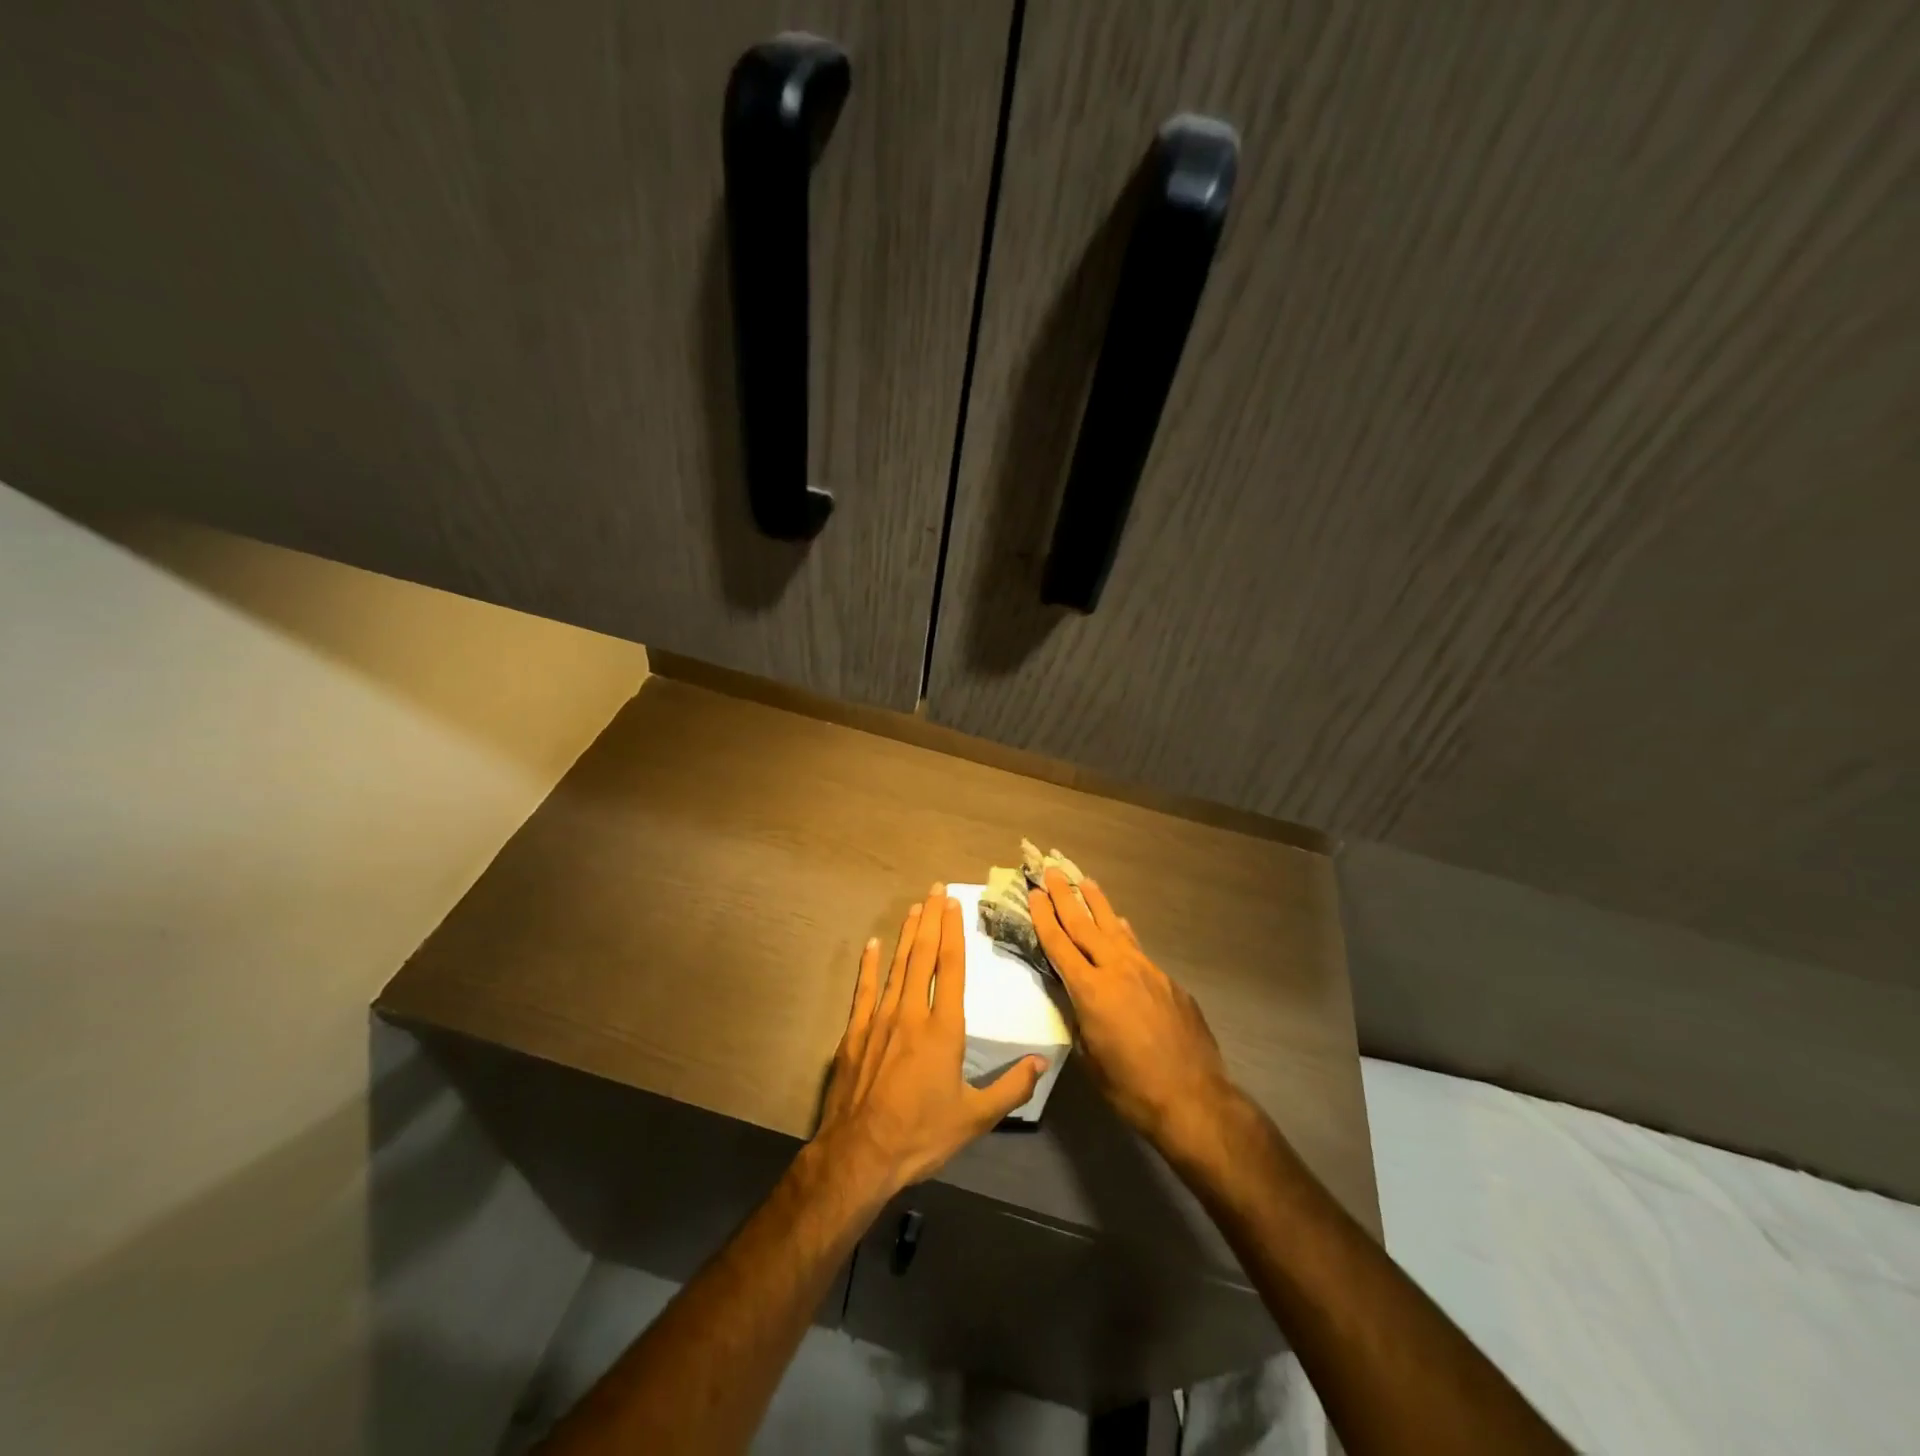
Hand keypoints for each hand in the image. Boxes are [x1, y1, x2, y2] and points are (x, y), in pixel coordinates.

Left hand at [815, 884, 1046, 1201]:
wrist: (860, 1155)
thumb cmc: (921, 1135)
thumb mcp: (975, 1118)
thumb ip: (1011, 1087)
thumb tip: (1042, 1063)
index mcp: (943, 1029)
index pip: (951, 968)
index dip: (954, 932)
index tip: (954, 904)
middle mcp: (911, 1013)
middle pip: (923, 956)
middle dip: (932, 921)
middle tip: (936, 890)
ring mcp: (880, 1020)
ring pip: (896, 966)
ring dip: (907, 935)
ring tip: (915, 908)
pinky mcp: (856, 1033)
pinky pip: (864, 990)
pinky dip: (868, 965)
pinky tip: (871, 944)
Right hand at [1030, 870, 1237, 1154]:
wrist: (1194, 1099)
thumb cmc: (1132, 1089)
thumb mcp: (1090, 1058)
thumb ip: (1081, 1021)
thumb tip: (1080, 1003)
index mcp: (1091, 991)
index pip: (1060, 945)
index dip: (1044, 917)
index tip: (1034, 892)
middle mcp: (1117, 971)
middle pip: (1085, 925)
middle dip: (1066, 897)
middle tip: (1052, 871)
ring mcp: (1147, 972)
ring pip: (1115, 929)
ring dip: (1098, 904)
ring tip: (1086, 882)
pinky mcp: (1169, 982)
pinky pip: (1138, 949)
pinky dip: (1123, 934)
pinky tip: (1121, 927)